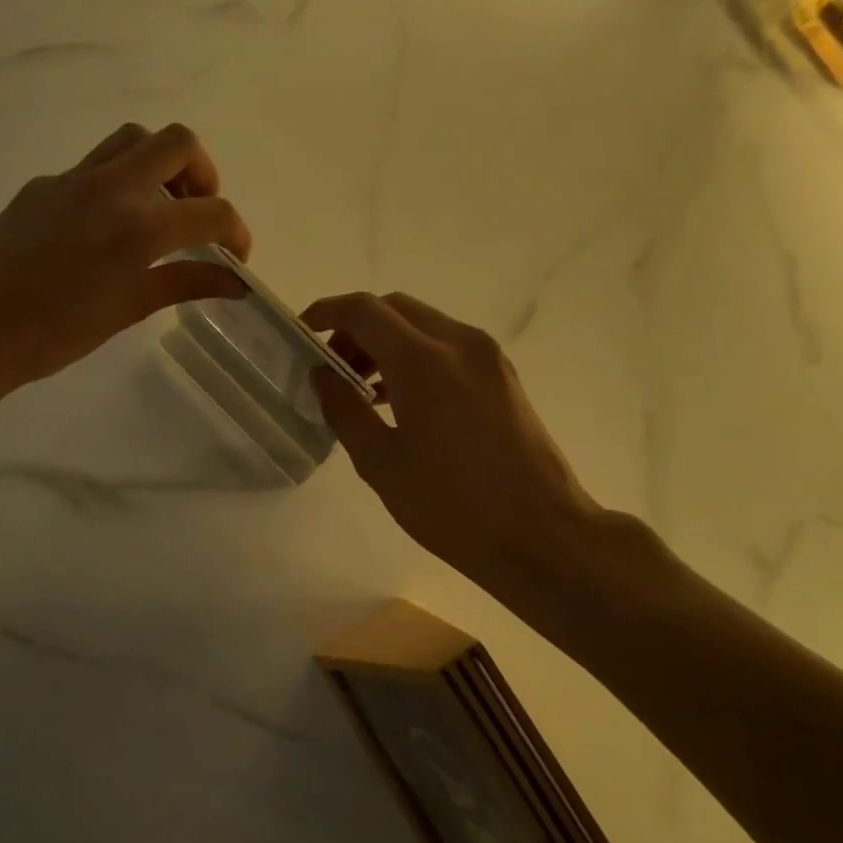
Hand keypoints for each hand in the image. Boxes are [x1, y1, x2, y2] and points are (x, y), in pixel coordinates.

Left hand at [0, 123, 251, 393]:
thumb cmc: (55, 334)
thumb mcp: (128, 310)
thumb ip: (185, 284)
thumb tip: (234, 283)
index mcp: (140, 227)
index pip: (213, 212)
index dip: (237, 232)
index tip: (235, 257)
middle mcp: (112, 188)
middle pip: (178, 143)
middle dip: (203, 174)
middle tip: (197, 212)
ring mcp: (73, 179)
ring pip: (133, 140)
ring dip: (159, 165)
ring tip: (156, 210)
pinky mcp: (44, 184)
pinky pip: (94, 166)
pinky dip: (117, 183)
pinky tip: (103, 229)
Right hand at [302, 292, 629, 602]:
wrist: (541, 534)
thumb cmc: (452, 506)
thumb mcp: (381, 464)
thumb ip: (344, 410)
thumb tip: (322, 375)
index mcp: (424, 361)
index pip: (364, 310)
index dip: (326, 312)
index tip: (301, 332)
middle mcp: (459, 343)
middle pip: (395, 308)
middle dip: (355, 327)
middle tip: (331, 368)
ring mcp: (487, 356)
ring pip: (423, 324)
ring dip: (386, 341)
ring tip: (361, 389)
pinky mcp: (502, 375)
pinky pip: (447, 345)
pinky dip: (414, 354)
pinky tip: (399, 399)